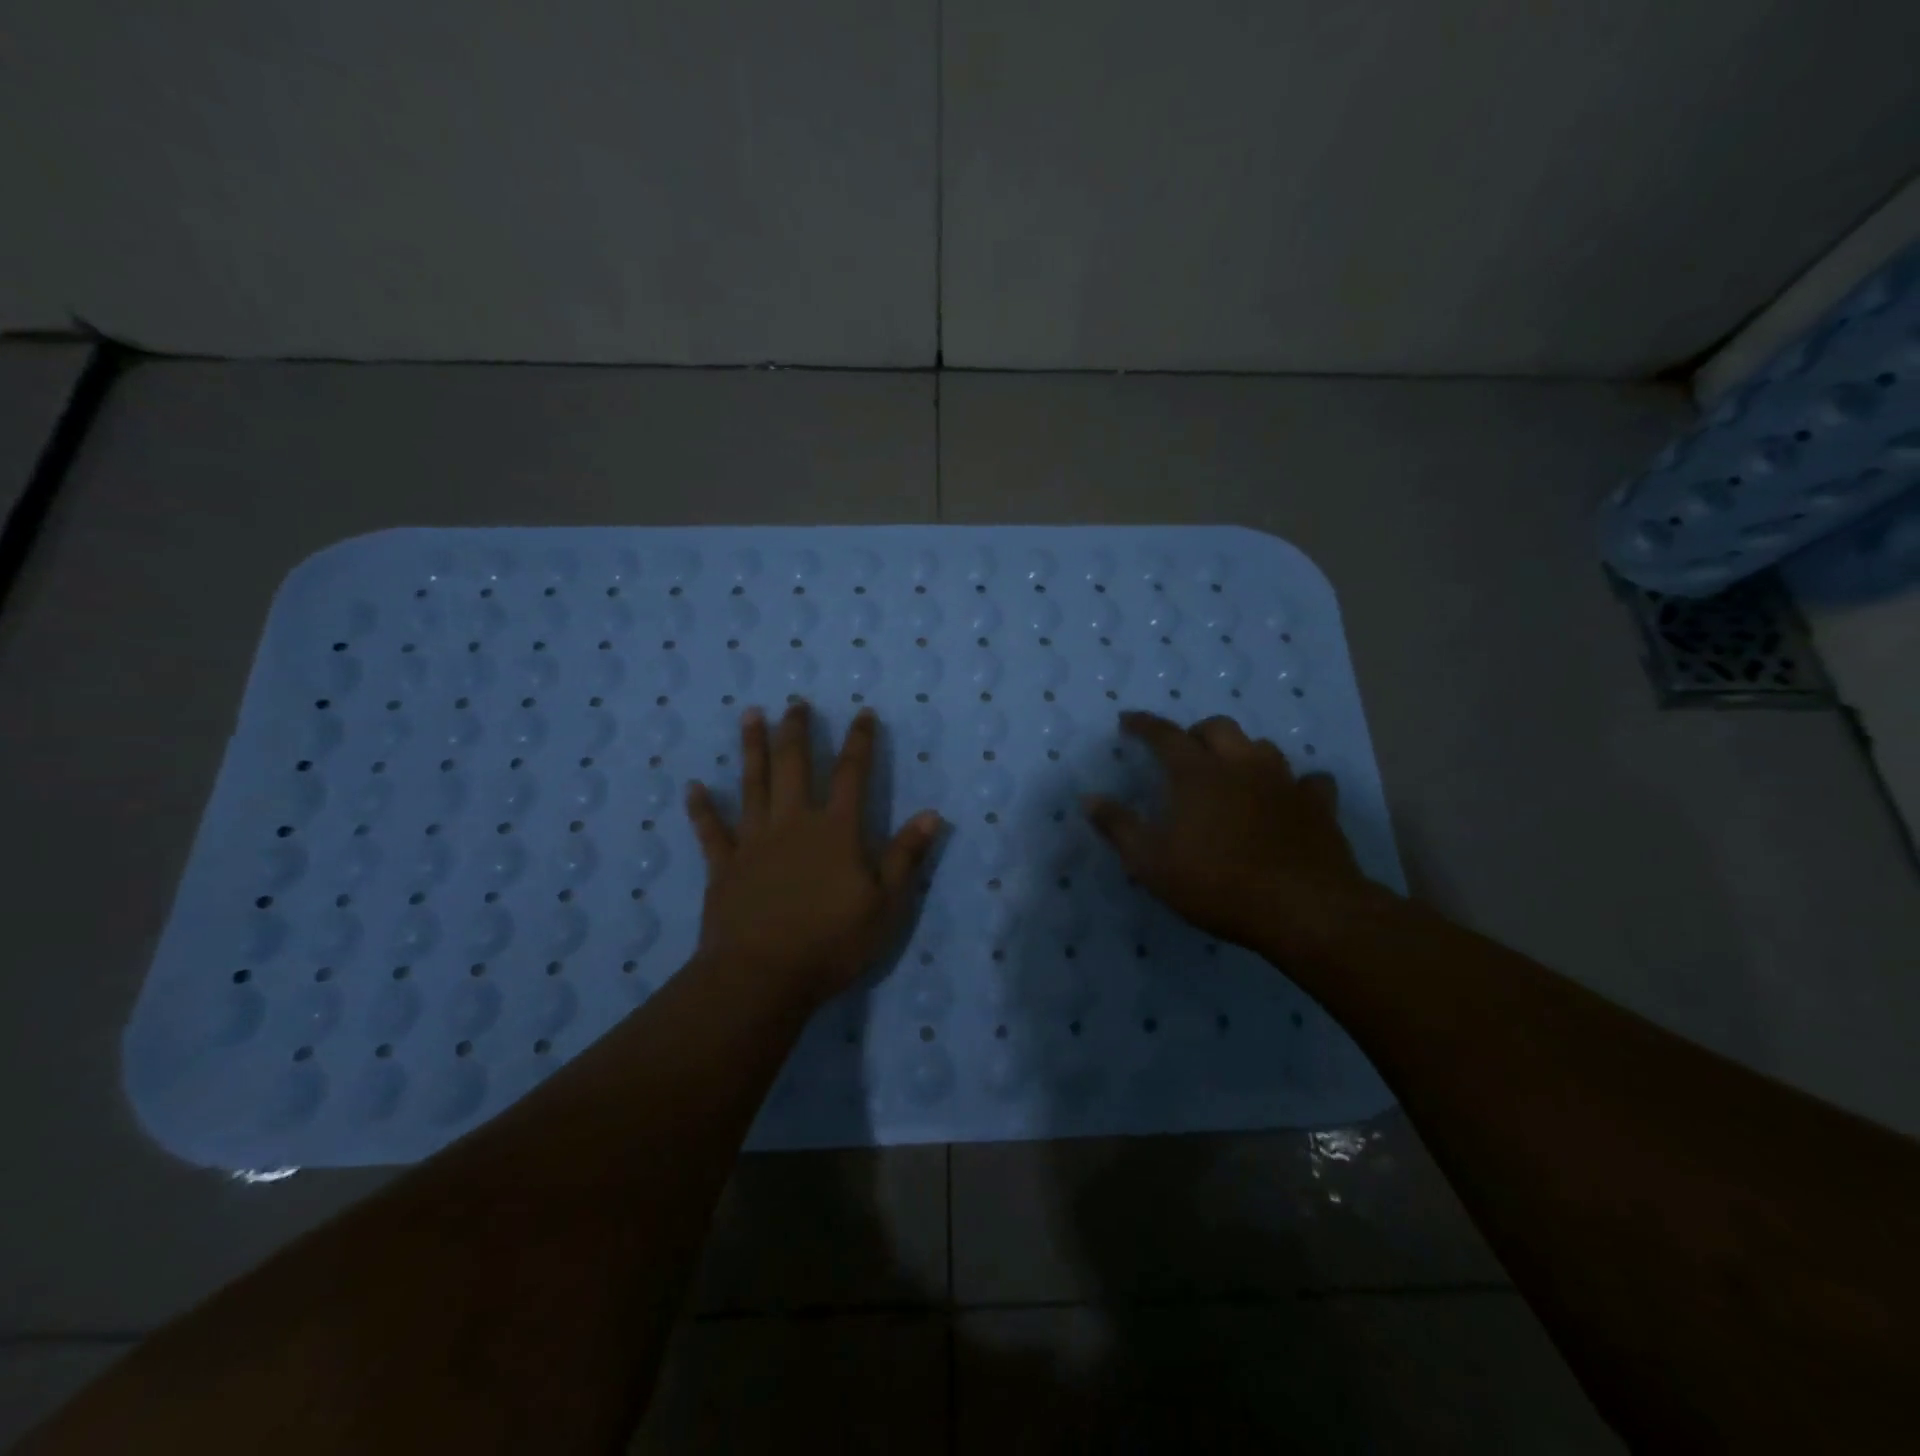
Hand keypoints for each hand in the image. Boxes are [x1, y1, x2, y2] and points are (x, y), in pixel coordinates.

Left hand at [685, 703, 942, 1008]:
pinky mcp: (724, 865)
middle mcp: (794, 823)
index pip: (853, 774)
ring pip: (753, 784)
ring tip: (750, 716)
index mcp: (836, 830)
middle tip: (796, 704)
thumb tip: (932, 814)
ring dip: (752, 748)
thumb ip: (906, 857)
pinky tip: (694, 787)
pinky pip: (711, 830)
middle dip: (797, 732)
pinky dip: (702, 807)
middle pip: (795, 765)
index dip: (860, 742)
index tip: (863, 713)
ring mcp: (754, 841)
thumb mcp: (886, 905)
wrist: (762, 976)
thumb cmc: (832, 943)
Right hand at [1084, 711, 1387, 965]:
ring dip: (1242, 752)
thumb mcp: (1151, 863)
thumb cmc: (1217, 883)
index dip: (1143, 724)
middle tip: (1184, 752)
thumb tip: (1089, 799)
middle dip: (1196, 733)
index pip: (1164, 735)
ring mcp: (1285, 782)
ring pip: (1262, 747)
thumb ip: (1119, 827)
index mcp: (1197, 773)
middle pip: (1218, 728)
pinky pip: (1309, 781)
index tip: (1127, 720)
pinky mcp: (1319, 805)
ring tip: (1232, 772)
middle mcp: (1241, 764)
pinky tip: (1289, 798)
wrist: (1302, 908)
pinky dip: (1294, 785)